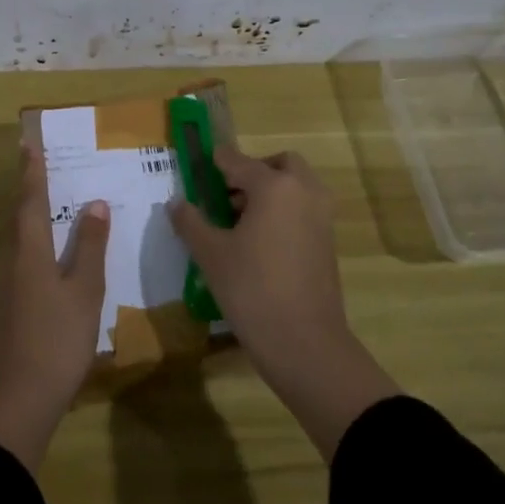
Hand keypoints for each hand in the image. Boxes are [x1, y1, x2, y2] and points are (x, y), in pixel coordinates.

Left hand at [0, 143, 109, 472]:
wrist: (17, 401)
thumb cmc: (56, 340)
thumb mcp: (84, 291)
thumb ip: (89, 247)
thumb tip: (95, 204)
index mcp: (29, 252)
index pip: (30, 201)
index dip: (31, 173)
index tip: (28, 145)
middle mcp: (10, 263)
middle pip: (17, 219)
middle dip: (27, 191)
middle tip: (39, 168)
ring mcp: (3, 289)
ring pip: (17, 242)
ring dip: (30, 219)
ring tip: (49, 206)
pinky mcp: (5, 311)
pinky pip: (19, 263)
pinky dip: (33, 247)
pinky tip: (49, 259)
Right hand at [169, 144, 397, 459]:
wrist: (304, 342)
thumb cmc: (251, 289)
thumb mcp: (211, 254)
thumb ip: (190, 221)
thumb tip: (176, 202)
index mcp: (274, 186)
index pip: (237, 161)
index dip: (214, 162)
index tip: (197, 166)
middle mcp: (303, 191)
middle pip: (278, 164)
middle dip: (252, 172)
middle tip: (226, 195)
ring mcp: (321, 216)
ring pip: (296, 186)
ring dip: (271, 191)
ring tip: (239, 222)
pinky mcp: (328, 240)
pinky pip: (304, 209)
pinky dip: (284, 211)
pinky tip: (259, 242)